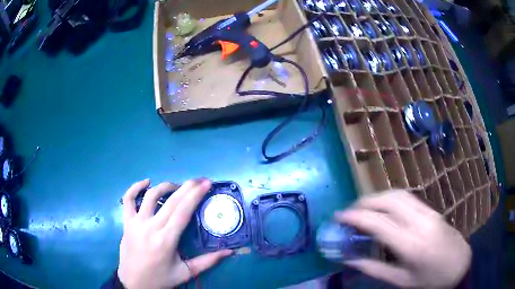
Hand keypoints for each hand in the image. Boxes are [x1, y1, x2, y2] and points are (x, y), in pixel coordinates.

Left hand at [117, 179, 232, 288]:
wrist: (133, 283)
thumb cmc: (160, 279)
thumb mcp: (185, 272)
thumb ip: (207, 261)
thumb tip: (229, 252)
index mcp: (166, 240)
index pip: (183, 211)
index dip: (195, 195)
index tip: (206, 183)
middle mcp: (150, 227)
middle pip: (170, 201)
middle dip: (187, 187)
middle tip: (199, 180)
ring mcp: (136, 223)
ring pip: (150, 196)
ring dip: (166, 186)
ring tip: (178, 186)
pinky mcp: (126, 222)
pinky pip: (128, 200)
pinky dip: (135, 187)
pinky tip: (146, 182)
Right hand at [335, 190, 470, 288]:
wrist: (459, 265)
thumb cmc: (430, 280)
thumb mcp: (401, 281)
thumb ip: (374, 268)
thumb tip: (350, 259)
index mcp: (411, 244)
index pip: (378, 223)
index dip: (355, 217)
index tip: (339, 217)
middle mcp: (420, 222)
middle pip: (389, 200)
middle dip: (366, 201)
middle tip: (350, 211)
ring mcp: (428, 212)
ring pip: (399, 194)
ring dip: (378, 197)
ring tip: (364, 208)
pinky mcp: (432, 210)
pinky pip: (408, 198)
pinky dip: (391, 199)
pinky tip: (385, 209)